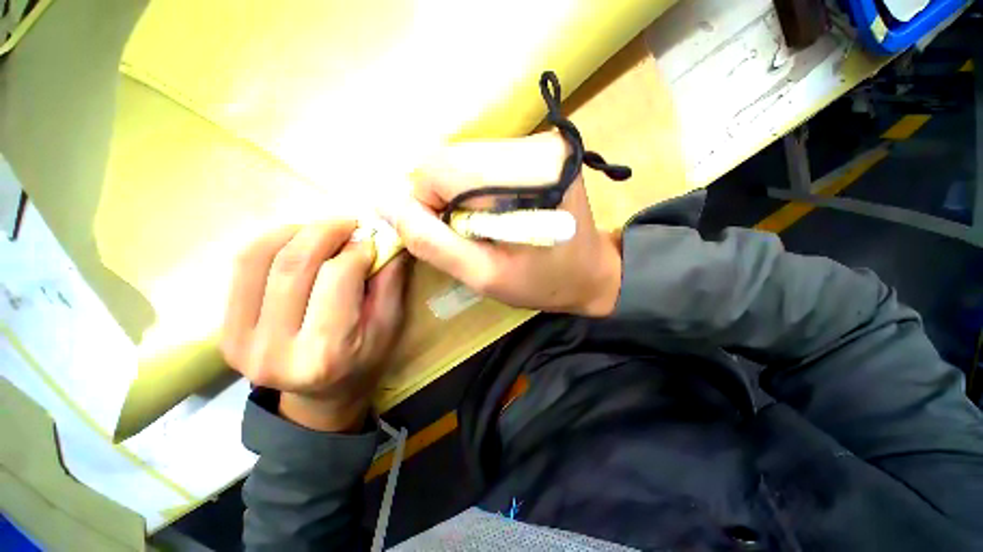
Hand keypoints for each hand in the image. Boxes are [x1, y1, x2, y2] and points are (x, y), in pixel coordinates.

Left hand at [221, 220, 409, 431]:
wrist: (321, 397)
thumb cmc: (365, 362)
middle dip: (326, 231)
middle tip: (349, 223)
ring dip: (297, 231)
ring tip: (324, 231)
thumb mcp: (390, 326)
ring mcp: (240, 341)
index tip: (373, 240)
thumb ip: (390, 282)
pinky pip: (241, 268)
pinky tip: (296, 241)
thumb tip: (387, 239)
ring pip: (260, 257)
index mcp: (327, 352)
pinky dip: (270, 242)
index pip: (338, 277)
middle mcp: (276, 349)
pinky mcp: (224, 333)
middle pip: (294, 264)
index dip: (358, 249)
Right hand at [379, 133, 621, 315]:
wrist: (591, 272)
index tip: (447, 236)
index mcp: (528, 177)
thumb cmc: (543, 283)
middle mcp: (538, 146)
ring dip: (461, 193)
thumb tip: (384, 203)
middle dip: (445, 198)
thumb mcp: (483, 276)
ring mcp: (542, 142)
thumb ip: (432, 243)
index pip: (441, 170)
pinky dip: (477, 186)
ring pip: (466, 157)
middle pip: (453, 159)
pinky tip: (496, 211)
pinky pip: (485, 160)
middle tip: (468, 233)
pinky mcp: (541, 147)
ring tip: (484, 225)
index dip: (427, 204)